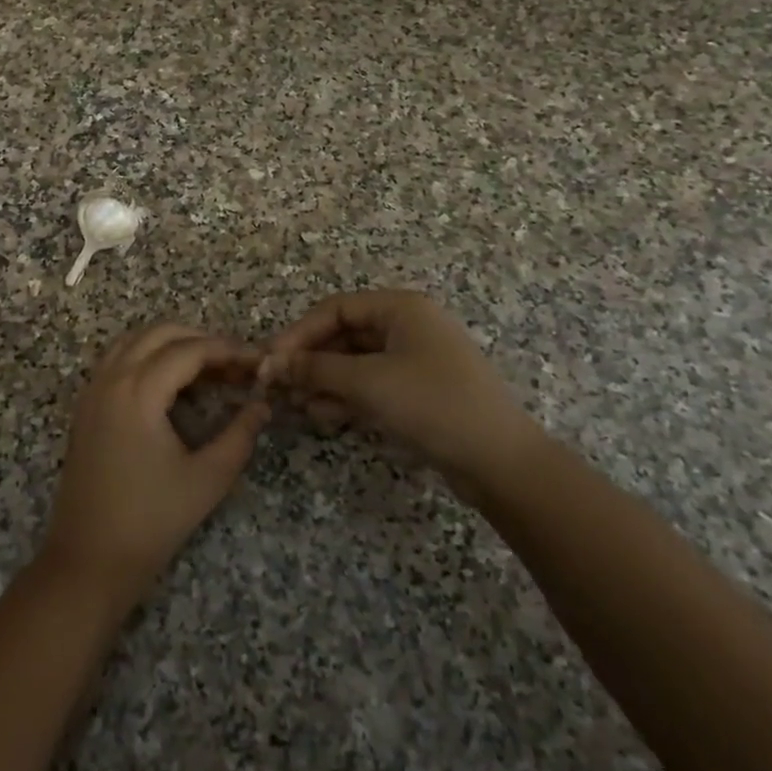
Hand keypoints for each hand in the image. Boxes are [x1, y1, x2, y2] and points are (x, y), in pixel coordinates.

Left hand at [42, 325, 269, 607]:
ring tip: (206, 368)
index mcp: (138, 391)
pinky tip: (170, 384)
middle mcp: (111, 379)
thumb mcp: (207, 479)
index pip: (189, 350)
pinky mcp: (85, 406)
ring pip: (134, 341)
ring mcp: (92, 390)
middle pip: (159, 333)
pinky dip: (146, 356)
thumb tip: (261, 405)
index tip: (256, 361)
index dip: (227, 350)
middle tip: (233, 363)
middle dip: (199, 339)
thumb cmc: (151, 521)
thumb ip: (239, 435)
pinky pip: (117, 360)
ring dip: (170, 344)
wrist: (88, 559)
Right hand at [261, 291, 544, 502]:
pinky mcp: (417, 392)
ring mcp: (414, 360)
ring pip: (354, 363)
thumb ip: (316, 369)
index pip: (334, 309)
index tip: (270, 362)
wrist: (500, 462)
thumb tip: (272, 364)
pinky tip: (325, 416)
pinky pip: (371, 385)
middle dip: (310, 362)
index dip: (298, 333)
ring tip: (299, 407)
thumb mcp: (368, 382)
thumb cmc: (432, 404)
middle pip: (343, 336)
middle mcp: (407, 326)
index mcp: (400, 308)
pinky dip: (346, 397)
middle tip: (280, 388)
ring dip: (324, 382)